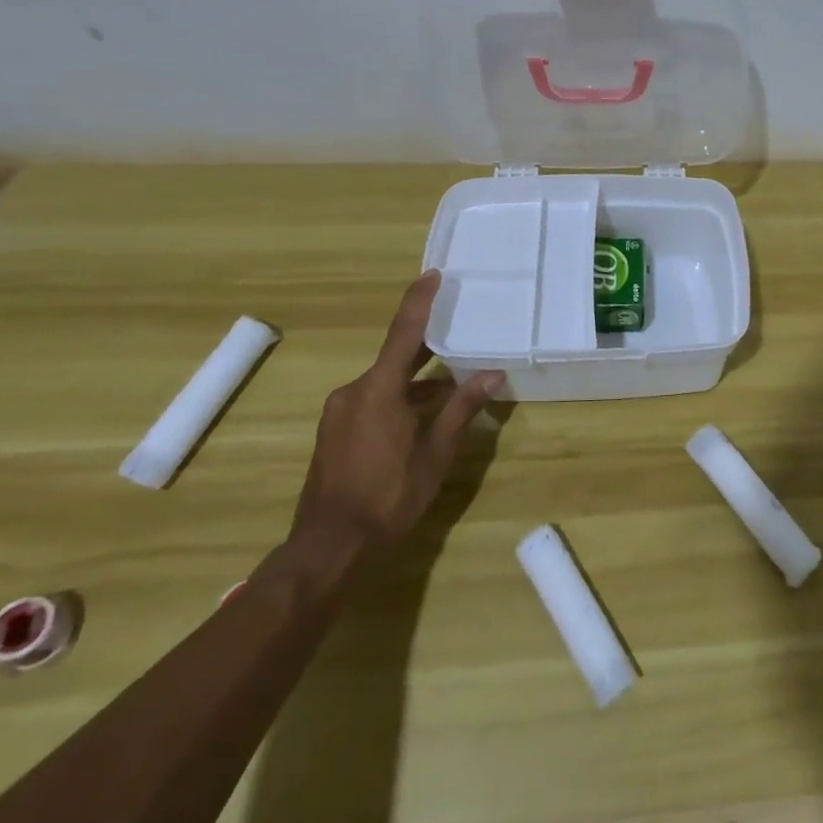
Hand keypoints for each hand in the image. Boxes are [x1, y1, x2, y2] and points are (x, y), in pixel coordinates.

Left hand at [290, 270, 503, 553]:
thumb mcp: (436, 453)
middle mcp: (353, 391)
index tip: (433, 275)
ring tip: (453, 390)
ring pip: (386, 384)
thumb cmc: (389, 496)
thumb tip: (492, 375)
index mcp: (377, 390)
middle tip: (458, 332)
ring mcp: (340, 412)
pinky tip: (423, 419)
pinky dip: (400, 401)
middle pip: (396, 358)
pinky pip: (373, 401)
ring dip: (417, 384)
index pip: (404, 333)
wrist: (330, 546)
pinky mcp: (335, 431)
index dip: (419, 302)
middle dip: (427, 349)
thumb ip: (462, 409)